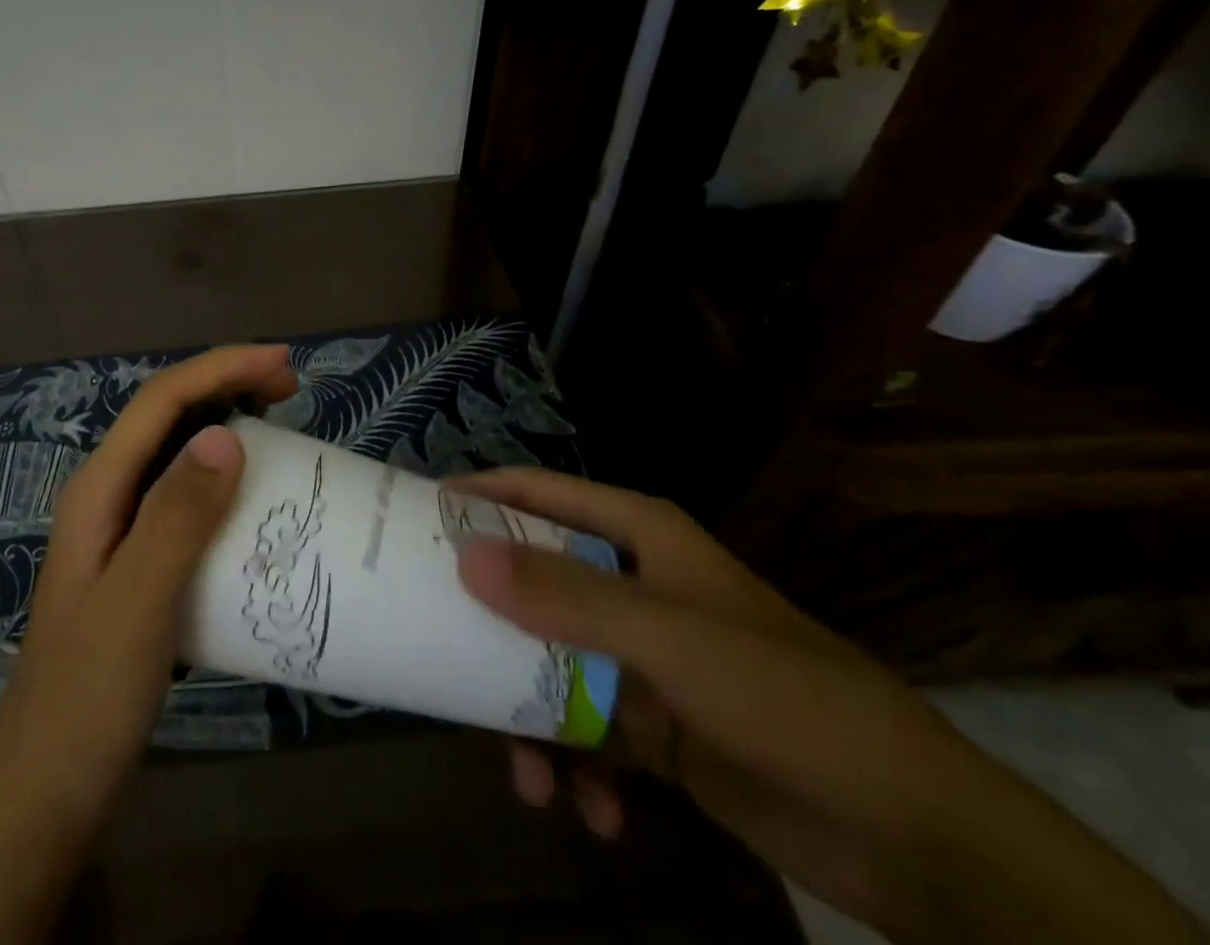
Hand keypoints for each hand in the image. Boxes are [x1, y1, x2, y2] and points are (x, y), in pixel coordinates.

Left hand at [0, 344, 296, 944]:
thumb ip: (177, 516)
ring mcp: (119, 529)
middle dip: (226, 385)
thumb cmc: (89, 697)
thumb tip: (226, 434)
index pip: (161, 401)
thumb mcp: (138, 602)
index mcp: (98, 488)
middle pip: (167, 416)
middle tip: (290, 387)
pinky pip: (185, 497)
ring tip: (280, 425)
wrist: (47, 794)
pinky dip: (222, 477)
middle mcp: (106, 494)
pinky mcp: (138, 562)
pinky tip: (252, 496)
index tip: (284, 364)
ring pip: (176, 453)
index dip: (221, 368)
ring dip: (225, 424)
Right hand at [447, 468, 1202, 944]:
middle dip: (491, 625)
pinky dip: (580, 771)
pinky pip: (587, 733)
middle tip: (436, 650)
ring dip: (531, 719)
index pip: (540, 493)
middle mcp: (633, 585)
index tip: (416, 518)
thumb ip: (566, 595)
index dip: (479, 497)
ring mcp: (642, 658)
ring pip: (551, 665)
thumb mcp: (669, 639)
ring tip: (529, 776)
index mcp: (638, 537)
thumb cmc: (788, 699)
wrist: (916, 838)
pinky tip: (596, 815)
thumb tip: (464, 556)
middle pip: (534, 582)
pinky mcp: (655, 727)